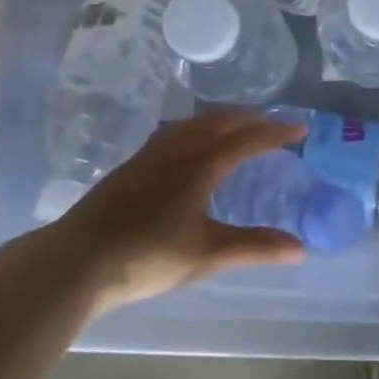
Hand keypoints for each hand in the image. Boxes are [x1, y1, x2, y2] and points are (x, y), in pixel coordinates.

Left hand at [46, 112, 308, 315]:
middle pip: (220, 122)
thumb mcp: (208, 254)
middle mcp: (177, 150)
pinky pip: (173, 132)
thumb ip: (255, 247)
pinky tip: (188, 144)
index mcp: (201, 165)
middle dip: (251, 119)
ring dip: (221, 120)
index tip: (300, 128)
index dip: (276, 132)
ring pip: (193, 123)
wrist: (78, 259)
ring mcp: (149, 155)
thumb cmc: (149, 256)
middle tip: (273, 124)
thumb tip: (299, 248)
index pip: (247, 139)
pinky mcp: (131, 166)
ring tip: (236, 126)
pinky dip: (195, 128)